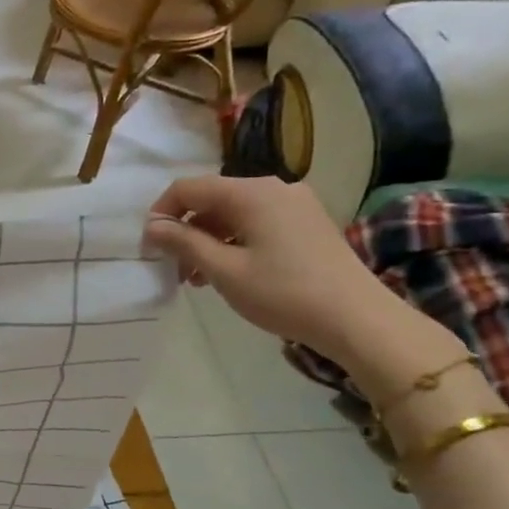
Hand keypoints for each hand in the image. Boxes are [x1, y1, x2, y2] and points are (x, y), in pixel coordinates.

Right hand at [142, 175, 404, 362]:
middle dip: (186, 230)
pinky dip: (234, 242)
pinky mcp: (307, 223)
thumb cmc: (284, 293)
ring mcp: (295, 204)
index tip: (149, 247)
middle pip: (212, 199)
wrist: (358, 320)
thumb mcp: (224, 270)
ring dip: (208, 240)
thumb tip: (151, 225)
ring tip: (198, 278)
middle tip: (174, 268)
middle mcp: (273, 188)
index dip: (162, 213)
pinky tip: (229, 272)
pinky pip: (257, 222)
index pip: (188, 188)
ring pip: (234, 213)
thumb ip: (183, 242)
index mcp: (251, 193)